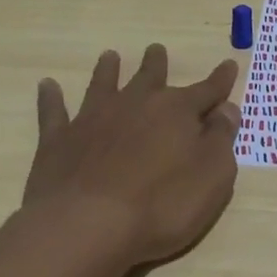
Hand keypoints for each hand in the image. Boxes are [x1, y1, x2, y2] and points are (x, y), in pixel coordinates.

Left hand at [14, 44, 241, 267]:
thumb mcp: (212, 176)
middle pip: (150, 77)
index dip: (220, 80)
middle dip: (156, 63)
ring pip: (103, 85)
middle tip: (156, 49)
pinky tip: (47, 85)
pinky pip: (54, 112)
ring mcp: (94, 119)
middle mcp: (136, 104)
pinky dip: (51, 98)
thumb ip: (221, 139)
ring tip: (109, 56)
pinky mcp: (59, 140)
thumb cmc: (162, 205)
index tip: (229, 64)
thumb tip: (227, 109)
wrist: (87, 227)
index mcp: (177, 111)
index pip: (207, 90)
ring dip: (108, 70)